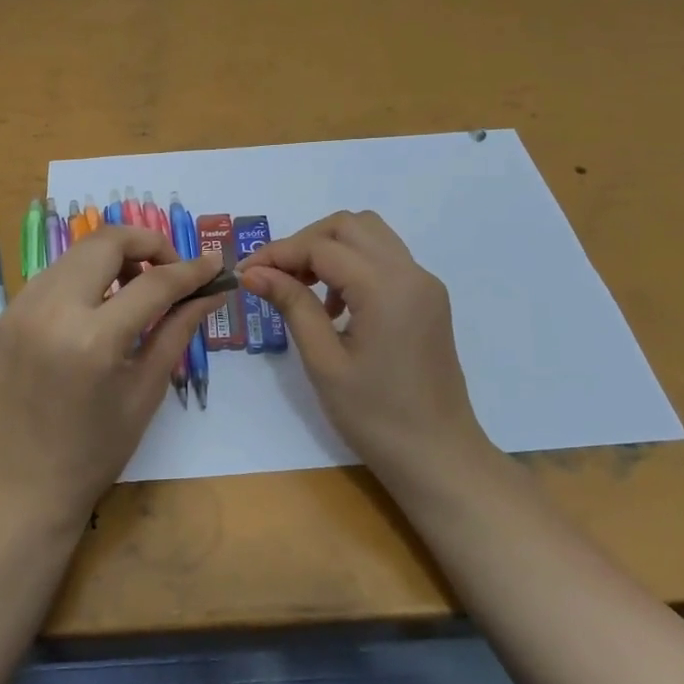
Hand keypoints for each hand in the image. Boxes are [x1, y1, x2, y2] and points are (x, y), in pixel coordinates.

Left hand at [0, 224, 222, 524]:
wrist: (23, 486)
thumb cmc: (96, 450)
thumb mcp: (146, 389)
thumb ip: (179, 329)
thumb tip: (212, 290)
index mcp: (92, 340)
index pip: (153, 282)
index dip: (190, 269)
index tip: (214, 264)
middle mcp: (51, 310)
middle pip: (107, 241)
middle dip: (148, 245)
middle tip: (171, 272)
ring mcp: (21, 307)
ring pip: (79, 251)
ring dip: (115, 257)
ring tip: (137, 289)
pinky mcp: (6, 312)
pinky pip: (55, 273)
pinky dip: (86, 276)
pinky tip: (100, 306)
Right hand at [238, 210, 484, 486]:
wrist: (439, 457)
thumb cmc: (376, 417)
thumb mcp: (324, 362)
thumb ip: (292, 305)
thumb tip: (253, 271)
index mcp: (386, 287)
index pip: (322, 246)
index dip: (278, 253)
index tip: (245, 272)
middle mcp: (411, 273)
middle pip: (349, 226)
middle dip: (305, 242)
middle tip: (275, 276)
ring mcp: (424, 284)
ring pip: (370, 236)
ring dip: (330, 249)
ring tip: (302, 289)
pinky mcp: (428, 299)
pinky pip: (385, 260)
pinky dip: (353, 265)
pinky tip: (334, 306)